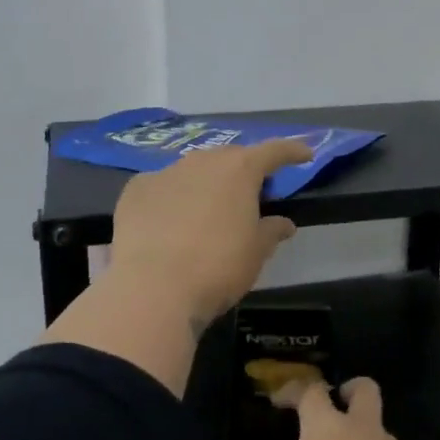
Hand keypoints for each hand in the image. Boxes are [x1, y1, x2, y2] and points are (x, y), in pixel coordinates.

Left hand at [108, 138, 311, 326]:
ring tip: (207, 210)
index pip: (274, 151)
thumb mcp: (256, 253)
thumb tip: (283, 223)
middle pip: (230, 157)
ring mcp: (165, 172)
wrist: (153, 288)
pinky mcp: (135, 190)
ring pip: (193, 170)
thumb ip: (272, 231)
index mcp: (240, 170)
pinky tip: (168, 222)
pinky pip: (161, 187)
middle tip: (251, 194)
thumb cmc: (218, 267)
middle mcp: (202, 161)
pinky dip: (171, 198)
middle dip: (243, 170)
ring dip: (205, 184)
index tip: (304, 154)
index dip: (291, 151)